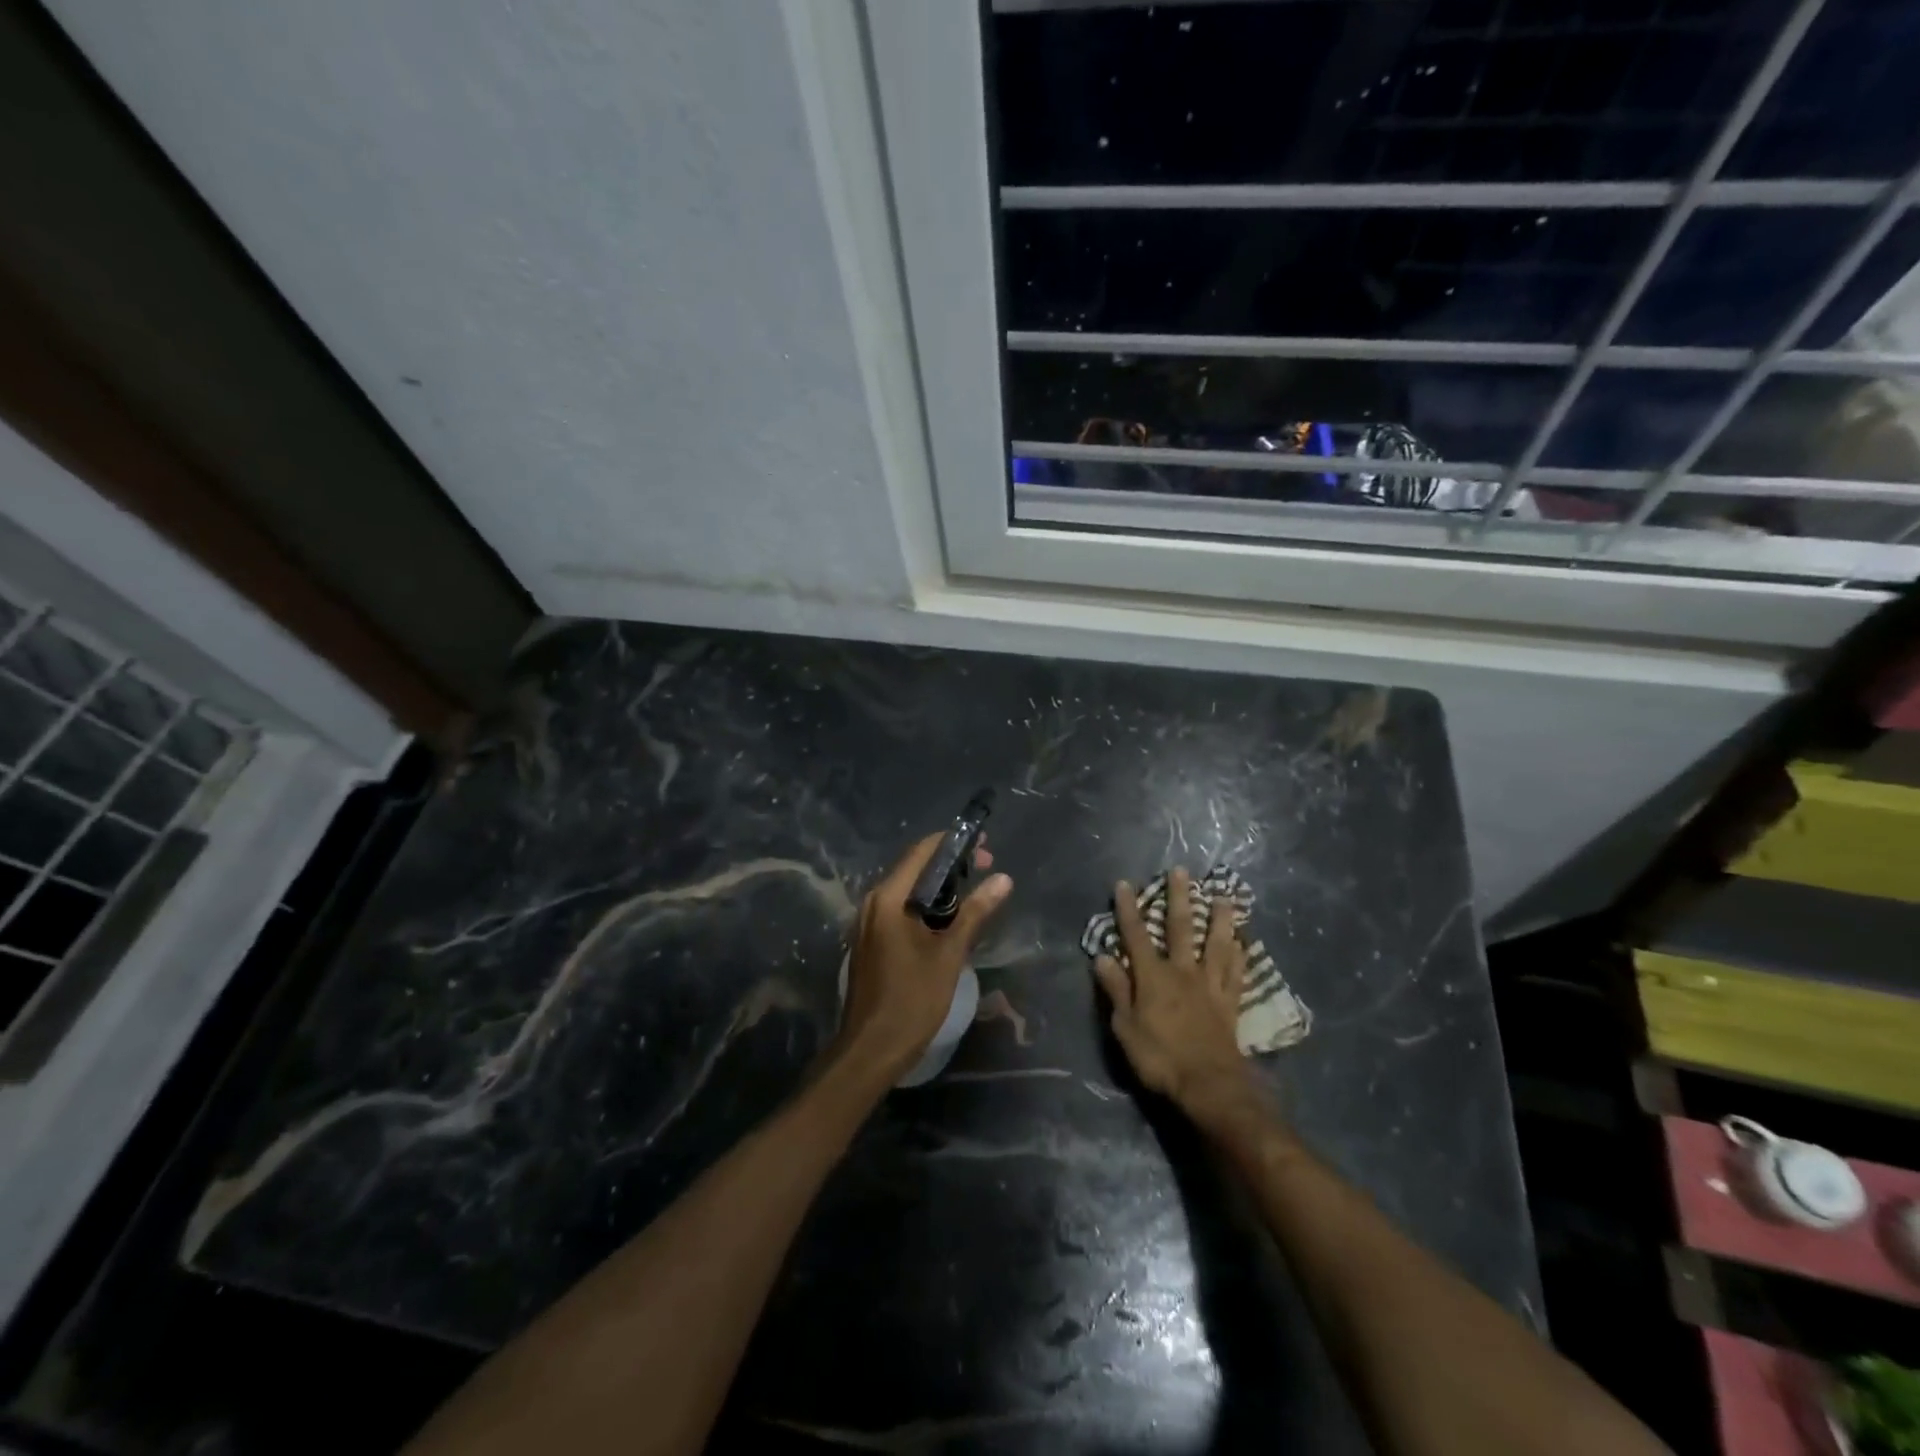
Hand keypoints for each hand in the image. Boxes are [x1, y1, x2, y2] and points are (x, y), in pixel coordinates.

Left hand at [835, 832, 1012, 1082]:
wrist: (872, 1048)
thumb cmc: (912, 999)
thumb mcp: (949, 954)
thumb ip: (975, 912)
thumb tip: (1003, 879)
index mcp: (888, 898)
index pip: (922, 852)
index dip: (953, 843)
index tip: (984, 845)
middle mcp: (873, 902)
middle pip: (914, 868)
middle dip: (950, 864)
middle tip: (987, 868)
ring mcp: (868, 922)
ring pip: (908, 890)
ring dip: (940, 887)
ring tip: (974, 892)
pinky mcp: (871, 940)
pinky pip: (901, 909)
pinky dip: (926, 906)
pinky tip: (949, 919)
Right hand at [1093, 866, 1251, 1111]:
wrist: (1209, 1085)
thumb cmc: (1160, 1057)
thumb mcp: (1125, 1027)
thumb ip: (1116, 989)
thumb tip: (1103, 955)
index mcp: (1153, 977)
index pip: (1136, 936)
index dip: (1129, 909)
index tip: (1125, 883)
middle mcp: (1183, 972)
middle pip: (1181, 929)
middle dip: (1178, 898)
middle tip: (1180, 871)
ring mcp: (1210, 986)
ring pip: (1216, 944)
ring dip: (1220, 919)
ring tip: (1224, 897)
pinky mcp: (1230, 1003)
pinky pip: (1236, 973)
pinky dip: (1241, 956)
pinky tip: (1245, 942)